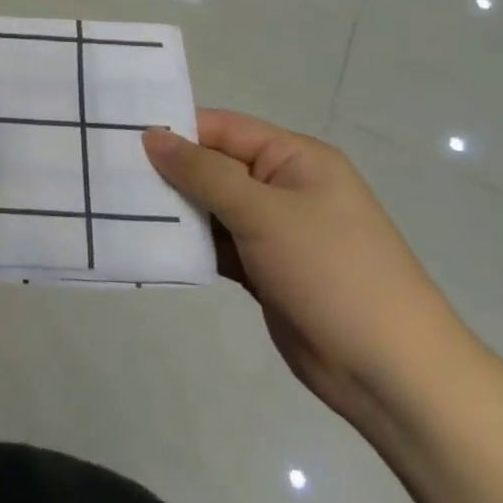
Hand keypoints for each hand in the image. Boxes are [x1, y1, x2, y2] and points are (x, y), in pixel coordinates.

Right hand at [143, 111, 464, 427]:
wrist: (393, 375)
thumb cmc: (333, 274)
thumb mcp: (264, 213)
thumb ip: (203, 173)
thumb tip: (151, 136)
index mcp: (295, 159)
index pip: (223, 128)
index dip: (175, 129)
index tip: (120, 135)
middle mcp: (284, 187)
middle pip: (213, 166)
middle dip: (167, 169)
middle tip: (108, 170)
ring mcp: (274, 231)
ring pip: (211, 207)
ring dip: (173, 208)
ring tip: (116, 203)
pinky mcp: (264, 269)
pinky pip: (216, 244)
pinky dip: (188, 243)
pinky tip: (146, 241)